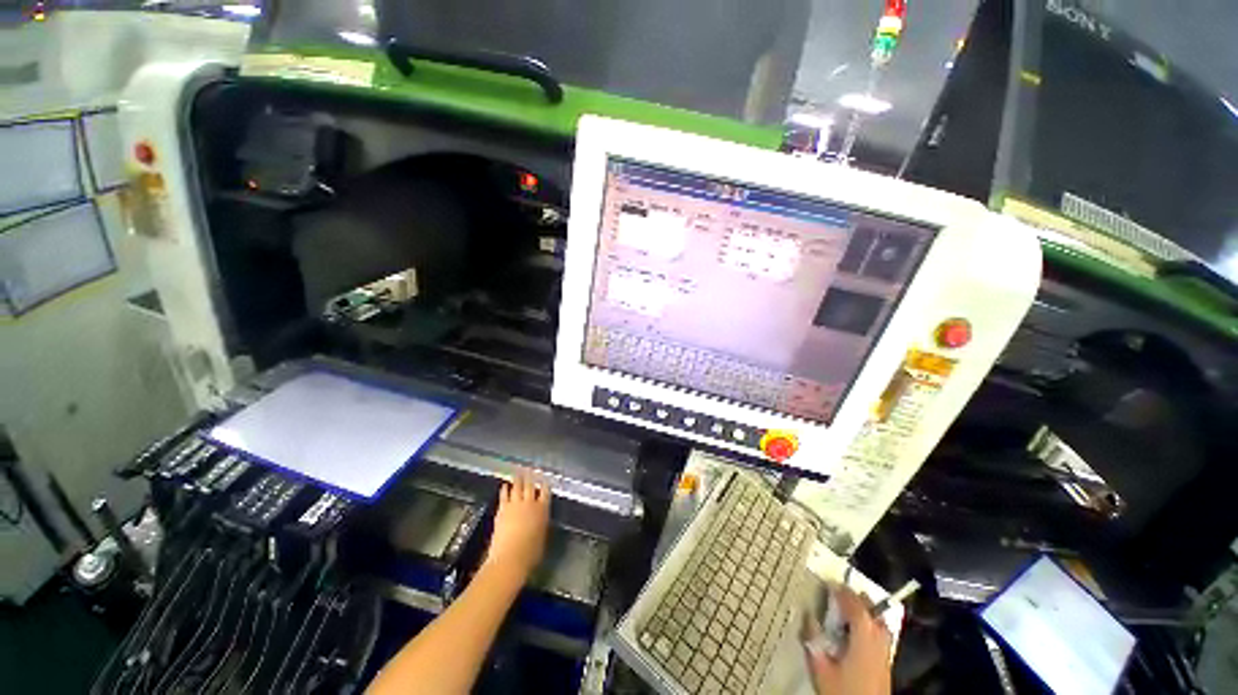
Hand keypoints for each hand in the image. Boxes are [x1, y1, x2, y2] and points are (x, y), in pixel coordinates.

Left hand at [485, 470, 550, 581]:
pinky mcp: (502, 509)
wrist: (510, 558)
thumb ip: (542, 523)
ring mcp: (515, 504)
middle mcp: (530, 503)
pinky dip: (505, 489)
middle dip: (531, 477)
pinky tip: (505, 485)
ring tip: (519, 472)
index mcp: (543, 509)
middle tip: (530, 469)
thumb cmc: (531, 553)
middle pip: (531, 485)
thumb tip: (540, 519)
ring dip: (518, 479)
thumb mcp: (543, 537)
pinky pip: (505, 495)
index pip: (545, 492)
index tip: (544, 480)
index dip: (545, 484)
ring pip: (518, 487)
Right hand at [804, 586, 892, 694]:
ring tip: (849, 607)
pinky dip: (871, 623)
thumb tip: (807, 615)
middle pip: (871, 610)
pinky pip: (881, 634)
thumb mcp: (820, 666)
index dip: (842, 591)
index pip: (855, 605)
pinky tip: (858, 630)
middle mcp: (878, 639)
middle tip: (839, 591)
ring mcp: (885, 652)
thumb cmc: (842, 691)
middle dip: (856, 598)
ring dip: (865, 610)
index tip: (828, 582)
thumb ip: (813, 639)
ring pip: (879, 621)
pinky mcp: (887, 663)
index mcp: (864, 635)